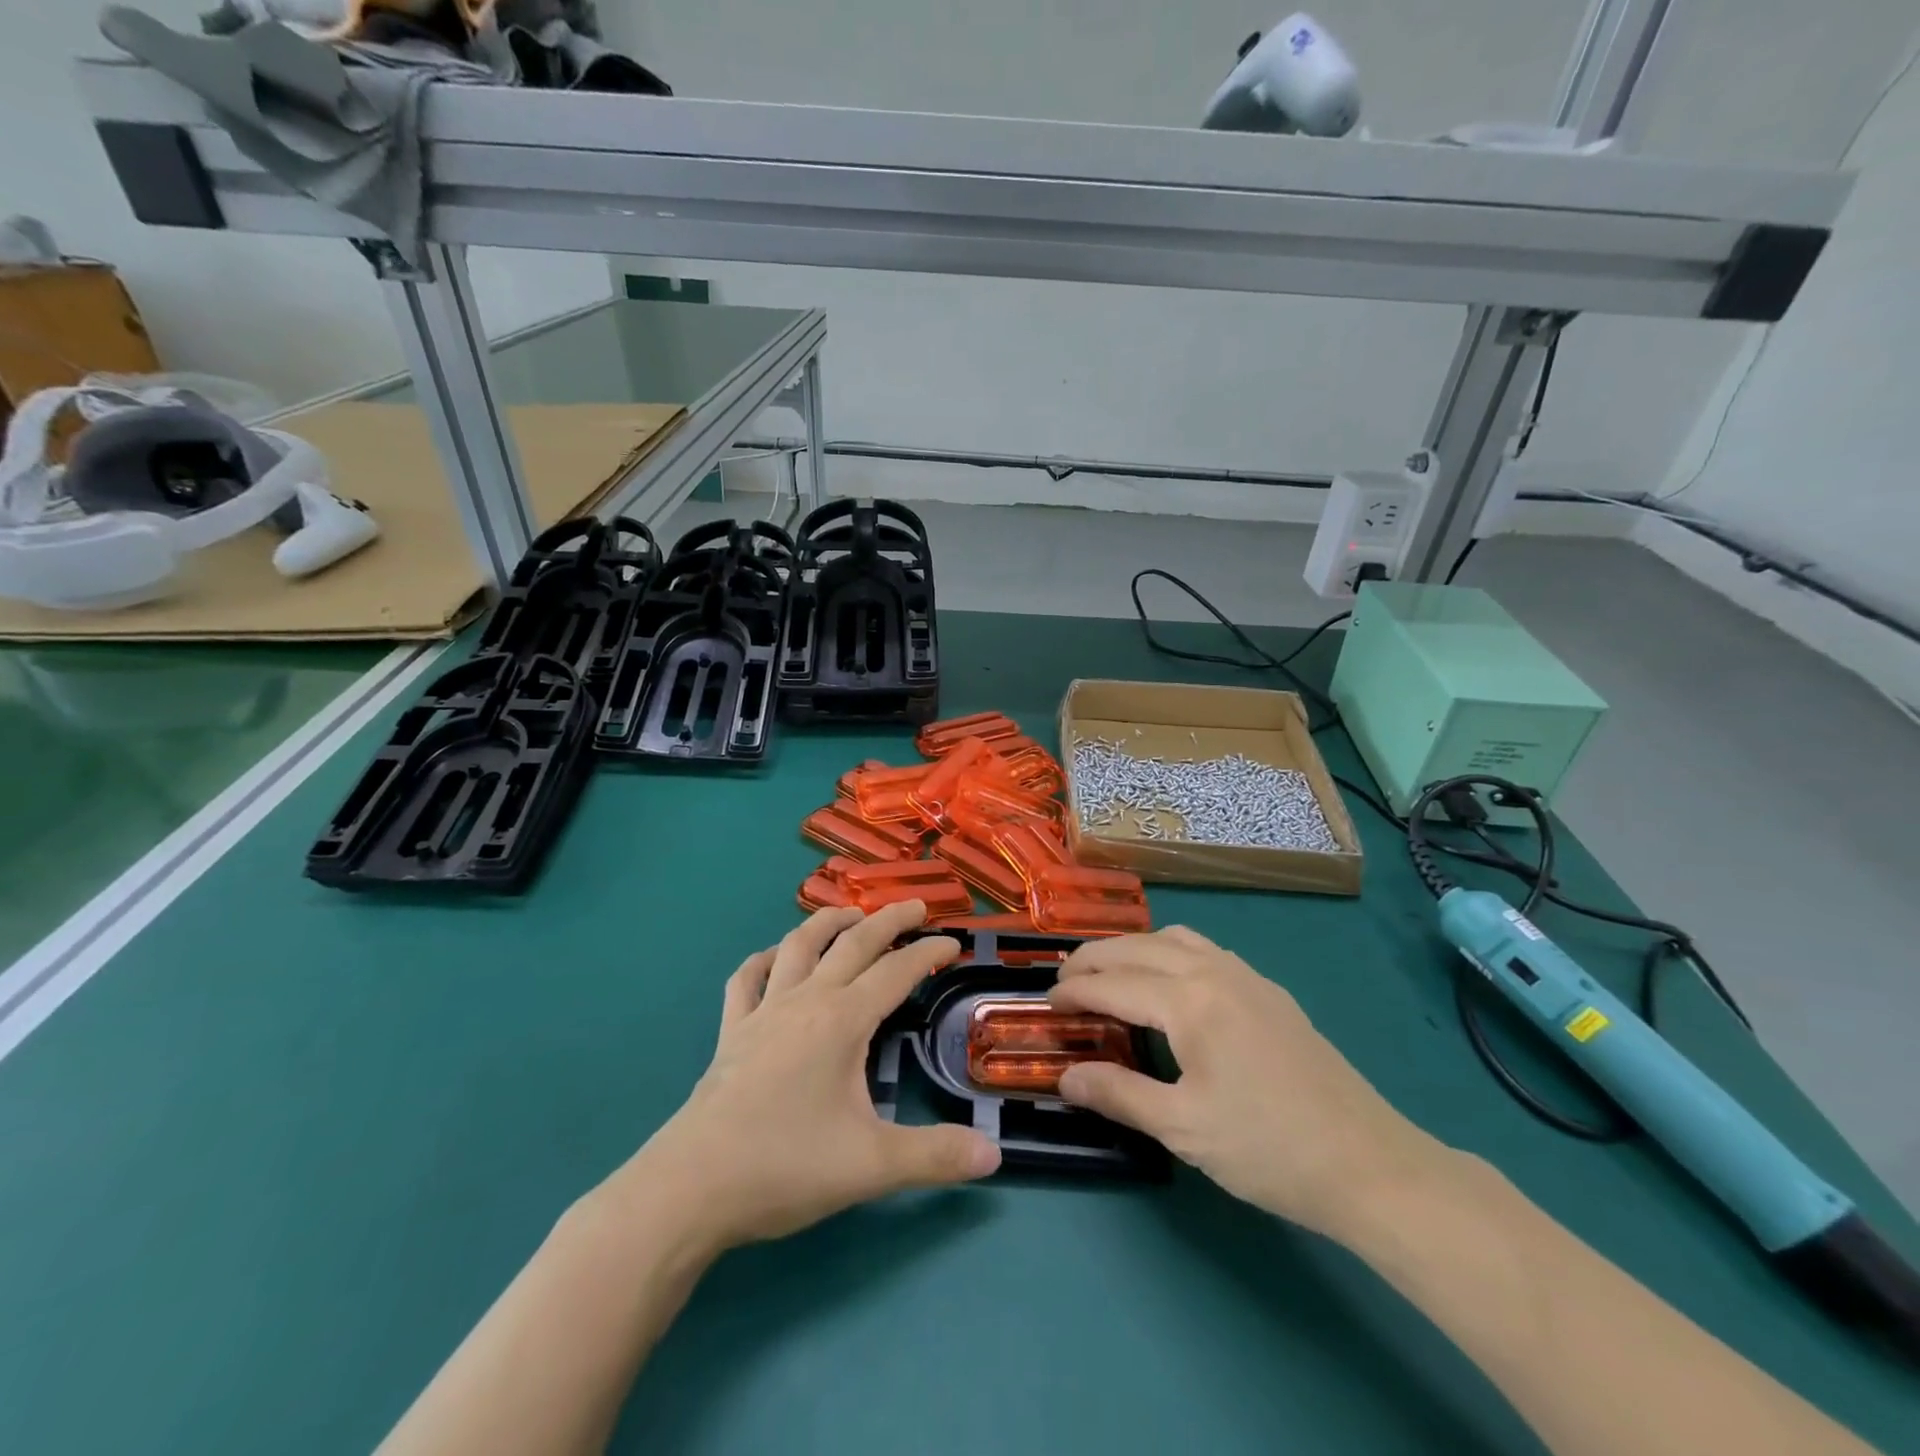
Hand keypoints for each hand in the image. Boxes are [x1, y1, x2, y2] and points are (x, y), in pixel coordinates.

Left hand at [625, 902, 1000, 1254]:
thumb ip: (936, 1155)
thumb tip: (995, 1154)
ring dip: (827, 922)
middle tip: (916, 907)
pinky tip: (773, 958)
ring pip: (798, 946)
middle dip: (888, 920)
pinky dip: (764, 960)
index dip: (928, 954)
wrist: (691, 1187)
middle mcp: (805, 1001)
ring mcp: (763, 1012)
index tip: (953, 945)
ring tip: (850, 913)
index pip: (896, 972)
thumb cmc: (786, 1166)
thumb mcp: (873, 1166)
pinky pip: (746, 980)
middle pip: (853, 943)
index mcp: (843, 1020)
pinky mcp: (731, 1032)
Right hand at [1049, 926, 1441, 1237]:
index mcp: (1190, 1000)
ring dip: (1133, 949)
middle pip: (1138, 947)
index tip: (1046, 1002)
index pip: (1114, 983)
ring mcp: (1247, 976)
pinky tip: (1168, 984)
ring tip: (1109, 974)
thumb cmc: (1268, 1149)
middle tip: (1065, 982)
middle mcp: (1215, 970)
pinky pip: (1204, 950)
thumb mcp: (1183, 1128)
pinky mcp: (1269, 992)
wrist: (1369, 1164)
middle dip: (1095, 959)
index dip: (1075, 991)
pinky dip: (1168, 952)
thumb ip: (1118, 1094)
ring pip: (1174, 939)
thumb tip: (1065, 1077)